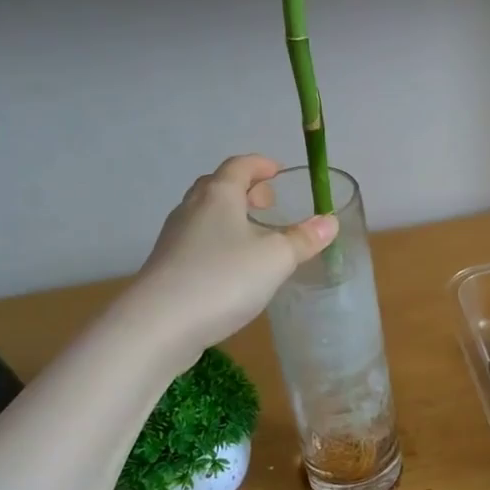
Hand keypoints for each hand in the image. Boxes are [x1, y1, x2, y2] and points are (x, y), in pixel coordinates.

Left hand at [132, 155, 338, 353]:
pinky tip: (234, 266)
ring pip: (206, 215)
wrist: (159, 324)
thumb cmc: (223, 278)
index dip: (261, 165)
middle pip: (218, 187)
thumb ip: (304, 239)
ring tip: (256, 235)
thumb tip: (329, 222)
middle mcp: (192, 209)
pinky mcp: (168, 266)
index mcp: (218, 195)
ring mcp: (175, 238)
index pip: (239, 166)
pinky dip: (220, 241)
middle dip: (245, 190)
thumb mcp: (276, 258)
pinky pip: (199, 241)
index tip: (278, 171)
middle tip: (269, 203)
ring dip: (231, 216)